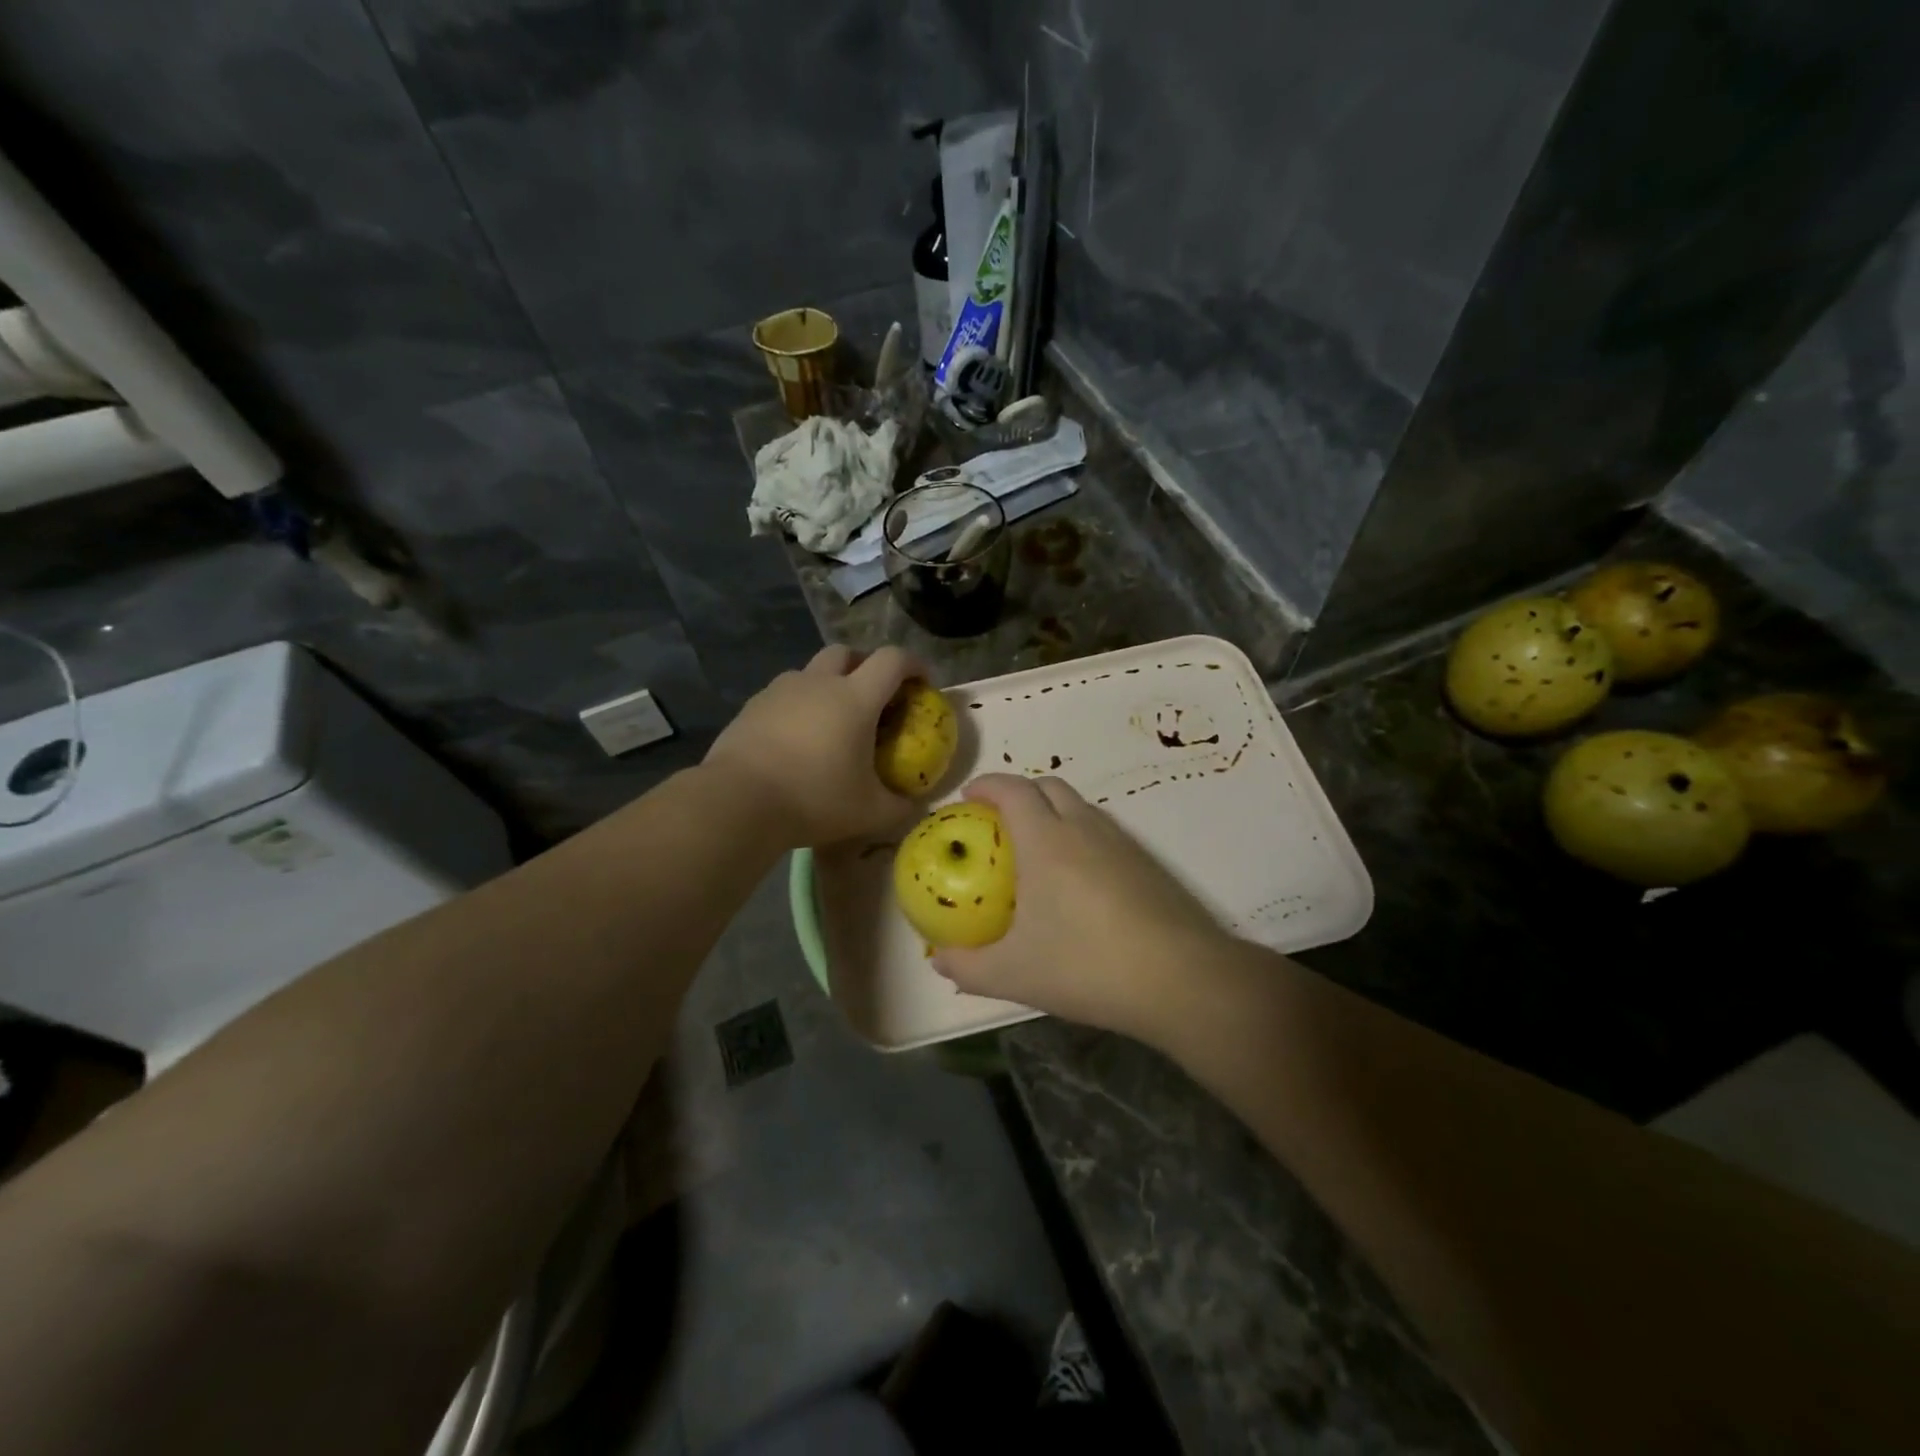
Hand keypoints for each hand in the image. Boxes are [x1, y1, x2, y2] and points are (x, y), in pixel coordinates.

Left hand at [705, 645, 926, 847]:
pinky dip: (798, 705)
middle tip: (873, 696)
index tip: (922, 683)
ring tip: (831, 719)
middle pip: (847, 652)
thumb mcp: (869, 812)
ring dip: (828, 683)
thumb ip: (899, 805)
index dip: (914, 664)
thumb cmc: (814, 799)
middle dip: (866, 665)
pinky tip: (795, 738)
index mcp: (855, 698)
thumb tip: (913, 803)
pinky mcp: (752, 706)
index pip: (893, 660)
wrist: (738, 801)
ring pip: (811, 671)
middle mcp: (819, 682)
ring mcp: (780, 690)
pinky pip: (784, 694)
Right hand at [932, 775, 1232, 1038]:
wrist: (1178, 979)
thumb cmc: (1085, 966)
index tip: (968, 797)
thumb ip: (968, 967)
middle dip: (1019, 792)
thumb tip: (939, 961)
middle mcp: (1083, 828)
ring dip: (1053, 813)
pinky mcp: (1147, 864)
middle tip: (998, 822)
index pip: (1013, 790)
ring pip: (1080, 808)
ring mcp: (1121, 843)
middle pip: (1049, 786)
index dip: (987, 785)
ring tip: (1036, 851)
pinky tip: (1077, 882)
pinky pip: (1104, 833)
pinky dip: (1080, 837)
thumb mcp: (1013, 974)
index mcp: (1046, 840)